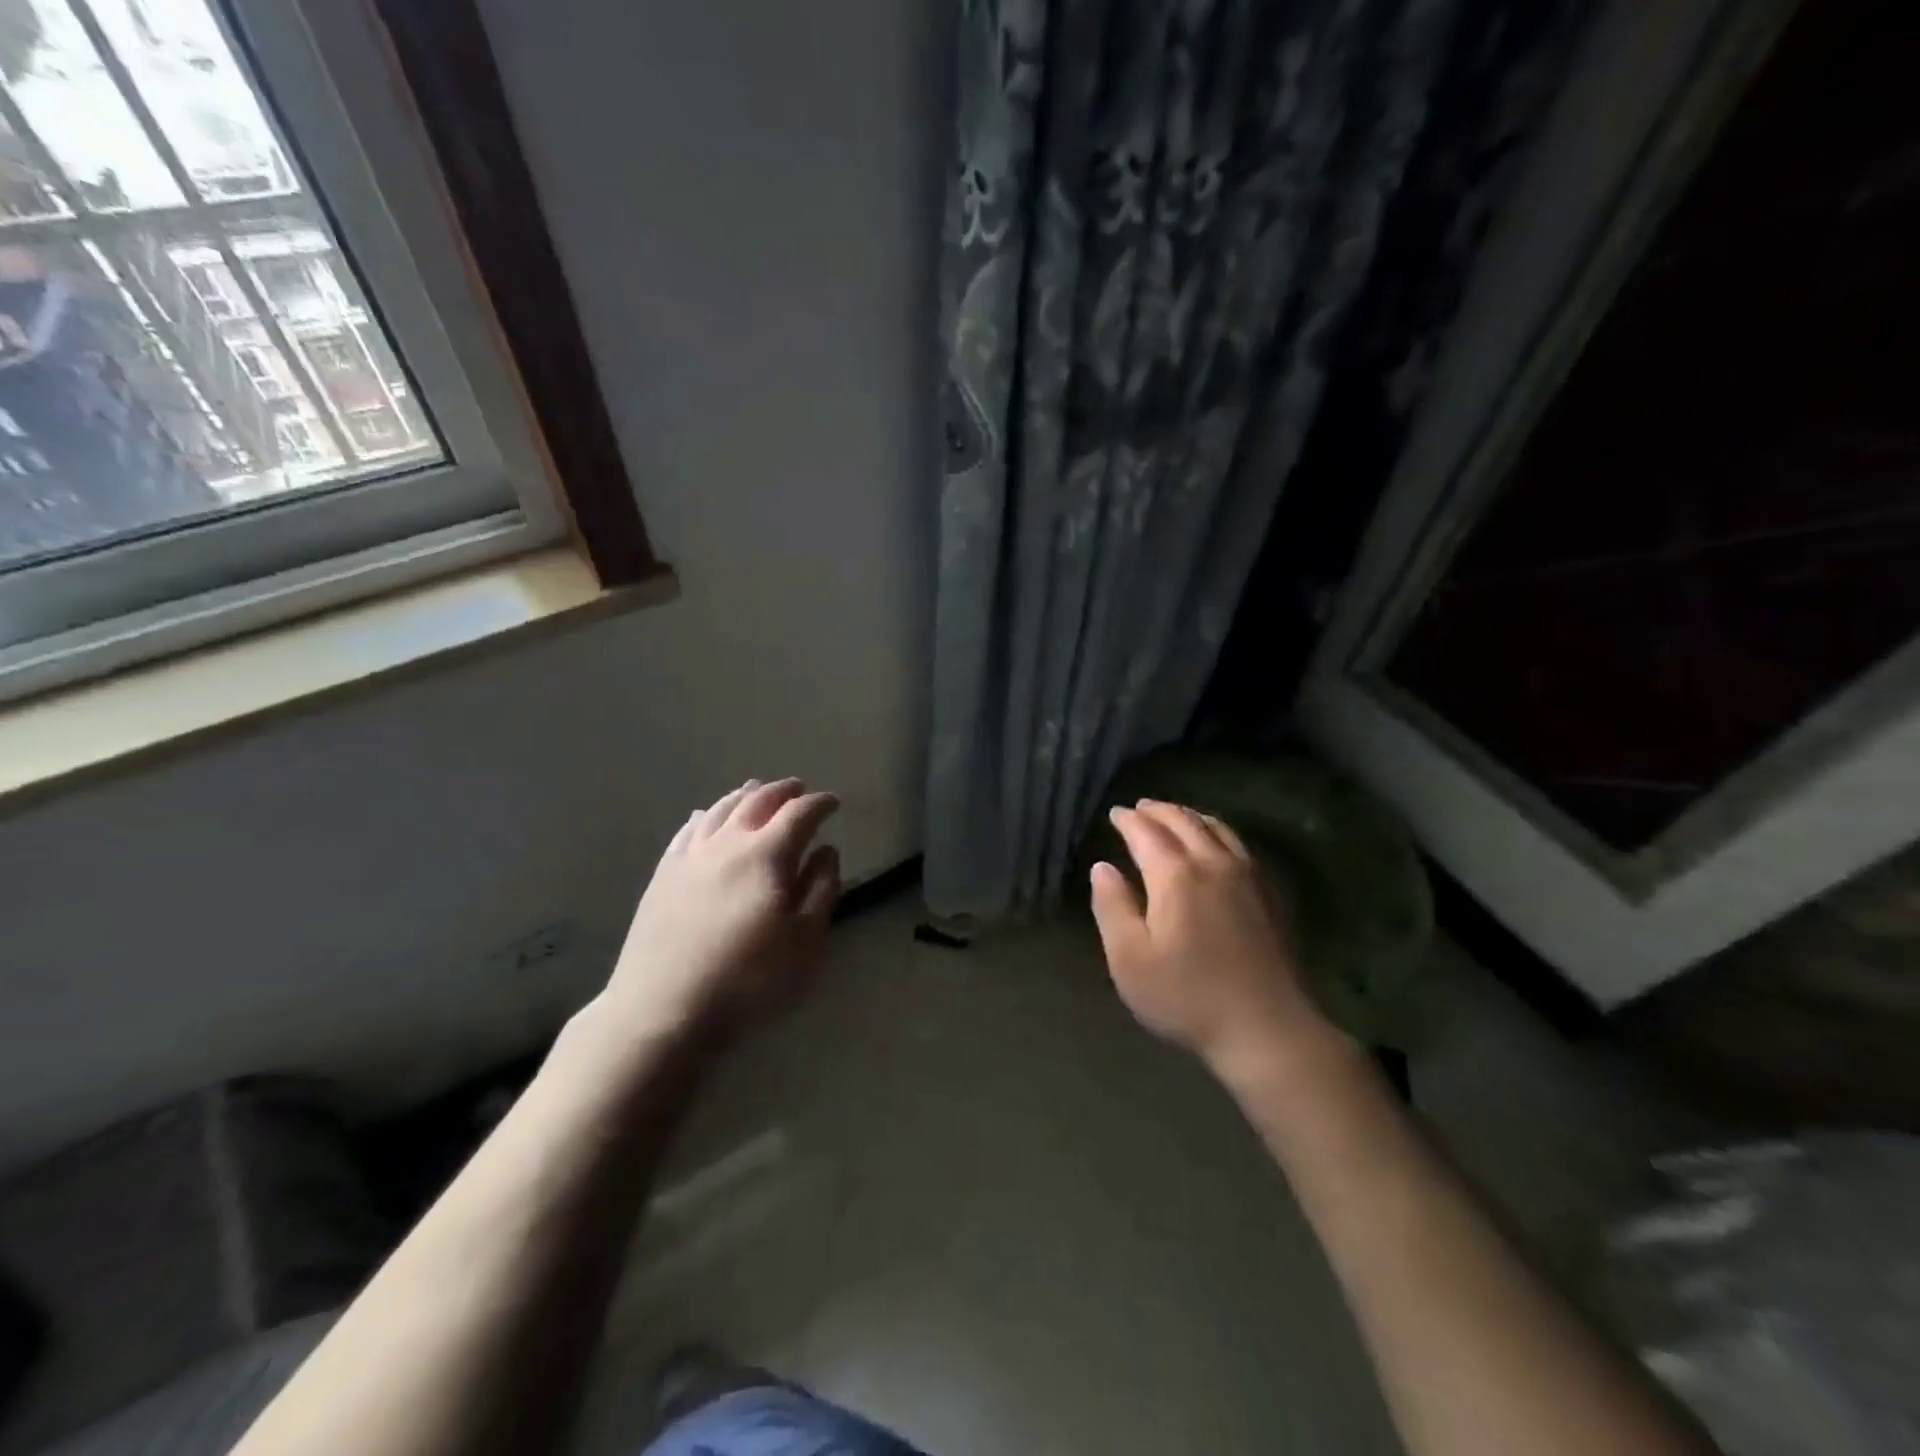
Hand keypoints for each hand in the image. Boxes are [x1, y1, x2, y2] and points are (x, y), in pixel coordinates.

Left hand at [598, 779, 840, 1042]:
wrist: (663, 1008)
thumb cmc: (748, 979)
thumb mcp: (805, 941)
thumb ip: (821, 889)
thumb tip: (826, 850)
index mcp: (767, 854)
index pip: (799, 814)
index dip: (819, 804)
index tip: (833, 802)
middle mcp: (727, 843)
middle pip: (758, 801)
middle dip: (783, 791)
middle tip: (799, 789)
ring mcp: (690, 856)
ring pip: (720, 809)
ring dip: (744, 795)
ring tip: (757, 790)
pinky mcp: (662, 875)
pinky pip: (687, 831)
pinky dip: (705, 816)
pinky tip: (705, 816)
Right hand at [1091, 800, 1329, 1078]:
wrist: (1268, 1029)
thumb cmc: (1188, 998)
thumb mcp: (1130, 960)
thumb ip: (1112, 907)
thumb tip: (1102, 867)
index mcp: (1175, 876)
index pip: (1146, 833)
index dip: (1128, 820)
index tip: (1115, 813)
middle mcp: (1213, 864)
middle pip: (1184, 822)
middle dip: (1158, 811)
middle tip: (1140, 807)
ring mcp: (1248, 877)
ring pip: (1217, 828)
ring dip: (1190, 816)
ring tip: (1175, 816)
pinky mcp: (1270, 894)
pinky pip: (1240, 845)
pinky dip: (1218, 832)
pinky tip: (1216, 844)